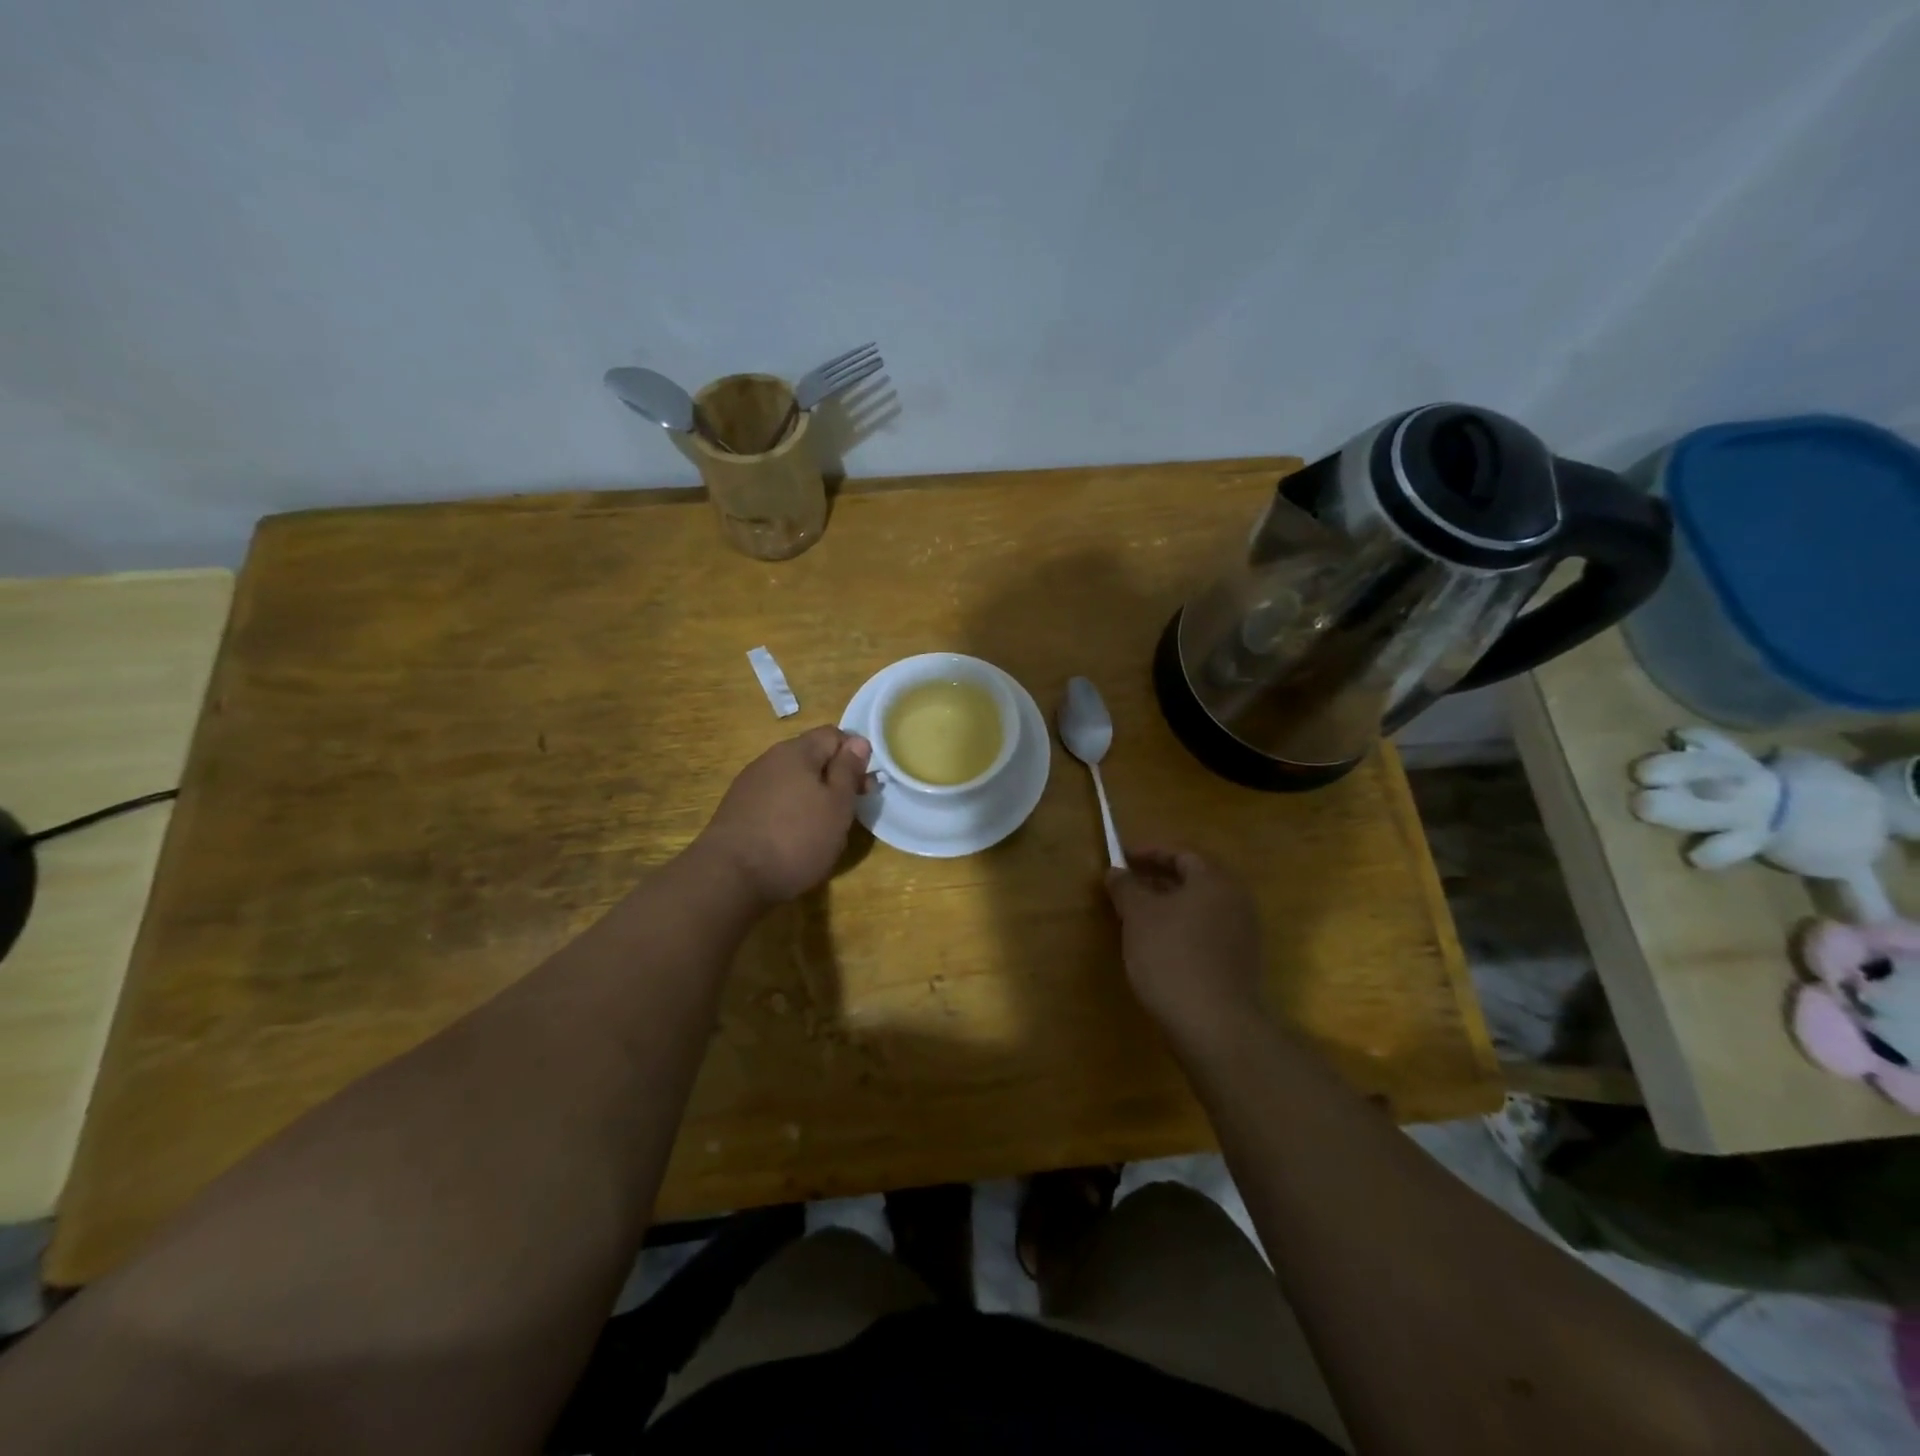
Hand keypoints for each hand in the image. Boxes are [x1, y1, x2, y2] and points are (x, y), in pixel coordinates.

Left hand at [693, 726, 871, 905]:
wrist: (730, 876)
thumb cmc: (796, 838)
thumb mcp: (837, 804)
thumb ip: (848, 770)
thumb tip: (858, 741)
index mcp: (796, 751)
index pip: (834, 734)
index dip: (855, 754)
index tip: (865, 785)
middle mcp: (770, 759)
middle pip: (811, 757)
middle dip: (835, 778)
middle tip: (850, 811)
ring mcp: (750, 784)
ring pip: (793, 780)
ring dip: (813, 796)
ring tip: (824, 828)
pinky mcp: (738, 810)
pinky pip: (775, 800)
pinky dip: (791, 812)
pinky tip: (794, 837)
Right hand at [1105, 846, 1263, 1047]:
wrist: (1214, 1025)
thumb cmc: (1171, 956)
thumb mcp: (1138, 915)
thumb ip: (1126, 887)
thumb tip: (1116, 871)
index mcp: (1214, 881)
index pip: (1181, 854)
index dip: (1149, 853)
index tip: (1122, 859)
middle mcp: (1235, 902)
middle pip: (1193, 880)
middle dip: (1157, 880)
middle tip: (1126, 887)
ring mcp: (1242, 935)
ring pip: (1199, 908)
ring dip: (1168, 907)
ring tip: (1135, 917)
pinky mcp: (1239, 964)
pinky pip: (1206, 933)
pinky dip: (1181, 930)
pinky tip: (1157, 947)